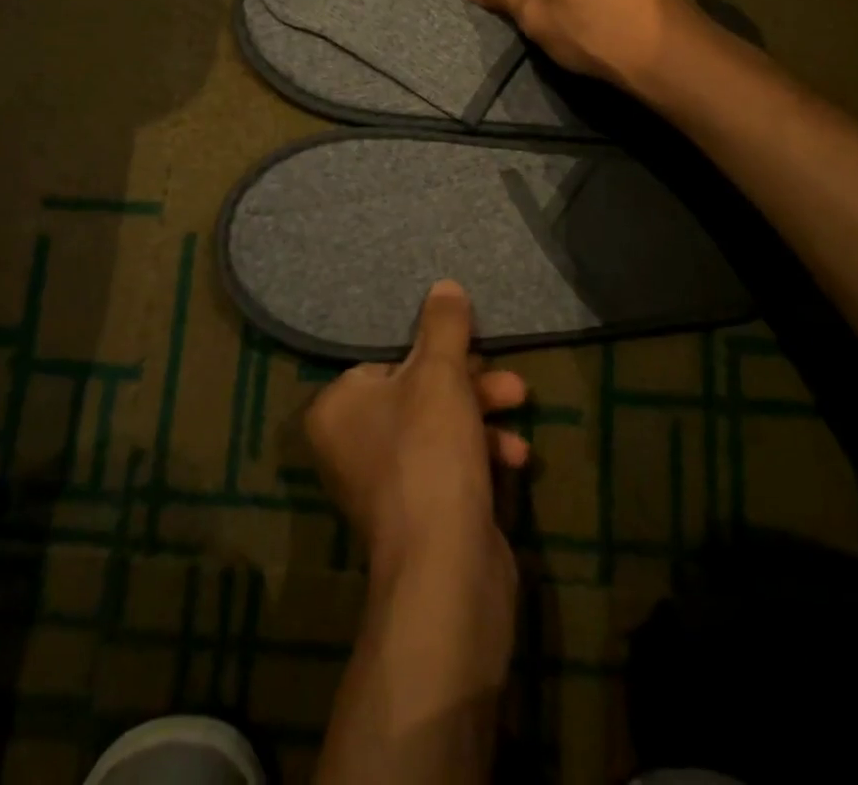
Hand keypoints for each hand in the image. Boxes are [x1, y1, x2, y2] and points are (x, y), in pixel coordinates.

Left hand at [305, 282, 529, 587]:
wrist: (447, 572)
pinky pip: (449, 464)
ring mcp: (385, 484)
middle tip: (507, 379)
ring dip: (483, 414)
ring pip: (439, 426)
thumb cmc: (429, 452)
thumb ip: (443, 326)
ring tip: (521, 405)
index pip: (386, 359)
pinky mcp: (420, 513)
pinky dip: (481, 454)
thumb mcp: (440, 375)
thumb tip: (444, 285)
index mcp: (336, 408)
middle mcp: (350, 445)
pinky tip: (516, 458)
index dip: (433, 351)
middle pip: (417, 392)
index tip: (470, 345)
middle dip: (470, 383)